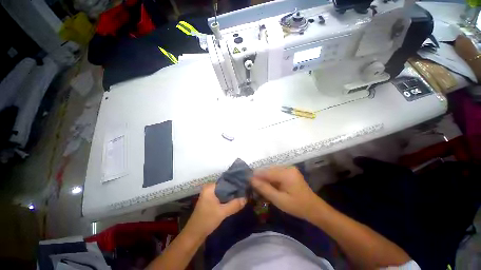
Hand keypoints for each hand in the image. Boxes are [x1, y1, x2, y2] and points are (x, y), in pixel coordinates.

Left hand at [184, 183, 246, 237]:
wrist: (194, 235)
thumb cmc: (206, 220)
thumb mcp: (222, 212)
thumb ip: (234, 205)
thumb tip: (246, 199)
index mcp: (210, 187)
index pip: (225, 181)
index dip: (234, 183)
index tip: (243, 185)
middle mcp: (209, 189)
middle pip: (224, 187)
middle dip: (233, 190)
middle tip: (244, 191)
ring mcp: (209, 195)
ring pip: (223, 192)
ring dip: (230, 195)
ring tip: (242, 195)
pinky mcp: (210, 202)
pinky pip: (220, 197)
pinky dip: (227, 199)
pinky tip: (234, 201)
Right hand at [251, 166, 322, 220]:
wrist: (314, 208)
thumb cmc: (297, 206)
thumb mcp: (279, 200)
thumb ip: (265, 189)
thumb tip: (252, 180)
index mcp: (286, 173)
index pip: (267, 172)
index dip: (256, 176)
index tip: (247, 180)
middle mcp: (287, 167)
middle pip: (269, 170)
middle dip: (260, 177)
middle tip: (253, 185)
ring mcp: (289, 168)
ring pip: (272, 170)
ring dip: (265, 177)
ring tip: (260, 186)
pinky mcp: (290, 171)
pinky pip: (276, 172)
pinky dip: (271, 178)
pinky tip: (269, 185)